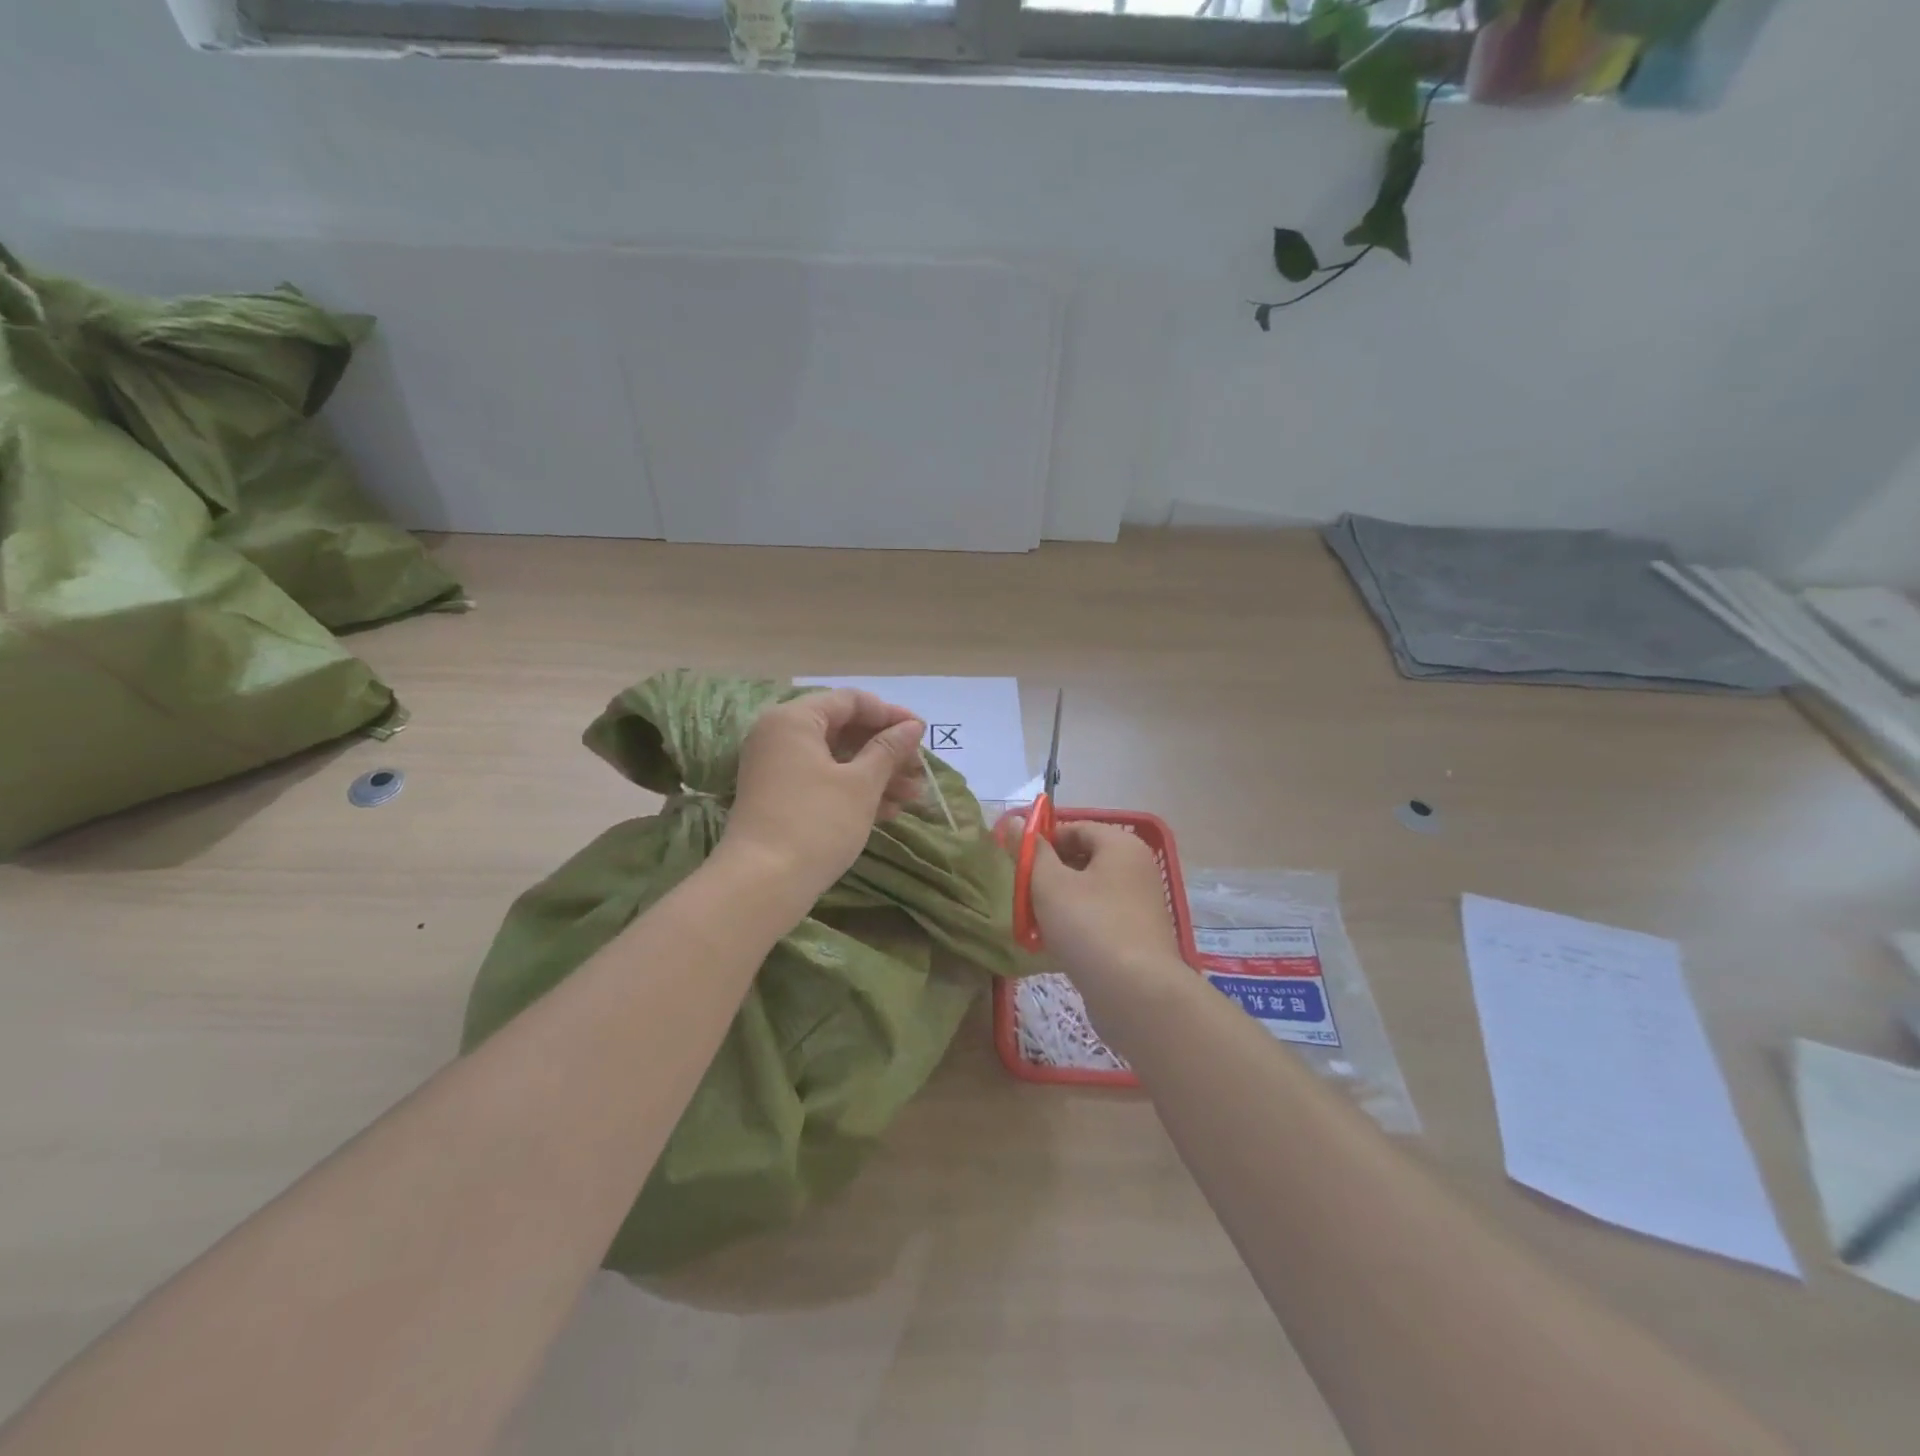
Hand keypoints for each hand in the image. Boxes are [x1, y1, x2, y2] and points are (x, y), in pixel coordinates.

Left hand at [718, 689, 928, 907]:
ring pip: (836, 759)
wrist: (762, 885)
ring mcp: (777, 769)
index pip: (850, 701)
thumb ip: (888, 750)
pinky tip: (888, 812)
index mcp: (794, 719)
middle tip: (919, 770)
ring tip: (913, 797)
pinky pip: (822, 781)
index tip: (922, 734)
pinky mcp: (779, 798)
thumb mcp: (861, 784)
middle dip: (886, 750)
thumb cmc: (817, 823)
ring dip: (876, 774)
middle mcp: (780, 736)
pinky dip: (853, 791)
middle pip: (843, 730)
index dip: (890, 714)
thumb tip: (912, 726)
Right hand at [1014, 819, 1182, 985]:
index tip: (1017, 862)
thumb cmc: (1090, 927)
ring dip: (1058, 903)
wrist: (1137, 994)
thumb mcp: (1050, 884)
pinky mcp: (1137, 938)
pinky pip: (1099, 920)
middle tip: (1021, 894)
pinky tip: (1053, 945)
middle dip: (1049, 875)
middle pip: (1083, 860)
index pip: (1076, 828)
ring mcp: (1140, 906)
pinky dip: (1076, 926)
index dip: (1043, 841)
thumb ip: (1032, 852)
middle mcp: (1136, 869)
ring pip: (1088, 893)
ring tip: (1032, 923)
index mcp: (1121, 846)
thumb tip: (1015, 821)